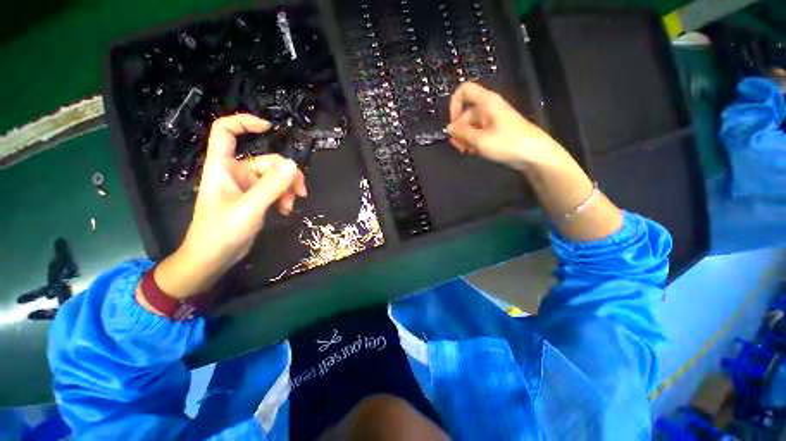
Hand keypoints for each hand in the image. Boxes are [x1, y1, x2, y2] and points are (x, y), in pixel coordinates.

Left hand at [152, 114, 306, 298]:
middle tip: (300, 192)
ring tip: (291, 205)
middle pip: (267, 161)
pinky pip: (276, 190)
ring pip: (275, 177)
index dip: (245, 123)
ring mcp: (247, 186)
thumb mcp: (250, 207)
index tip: (270, 128)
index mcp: (222, 166)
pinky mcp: (256, 199)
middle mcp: (235, 172)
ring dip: (288, 189)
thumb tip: (294, 165)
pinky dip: (284, 198)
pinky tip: (286, 210)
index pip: (226, 132)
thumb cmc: (222, 231)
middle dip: (287, 175)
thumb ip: (272, 186)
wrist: (214, 258)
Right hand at [446, 82, 564, 170]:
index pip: (464, 91)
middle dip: (459, 130)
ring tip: (467, 151)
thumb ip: (462, 133)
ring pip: (471, 126)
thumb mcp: (480, 140)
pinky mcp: (496, 131)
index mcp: (486, 102)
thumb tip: (449, 128)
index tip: (453, 124)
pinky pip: (479, 133)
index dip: (454, 104)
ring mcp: (493, 120)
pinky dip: (474, 141)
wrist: (535, 154)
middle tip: (459, 146)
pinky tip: (474, 152)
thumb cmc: (507, 143)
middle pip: (465, 113)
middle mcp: (488, 108)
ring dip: (465, 138)